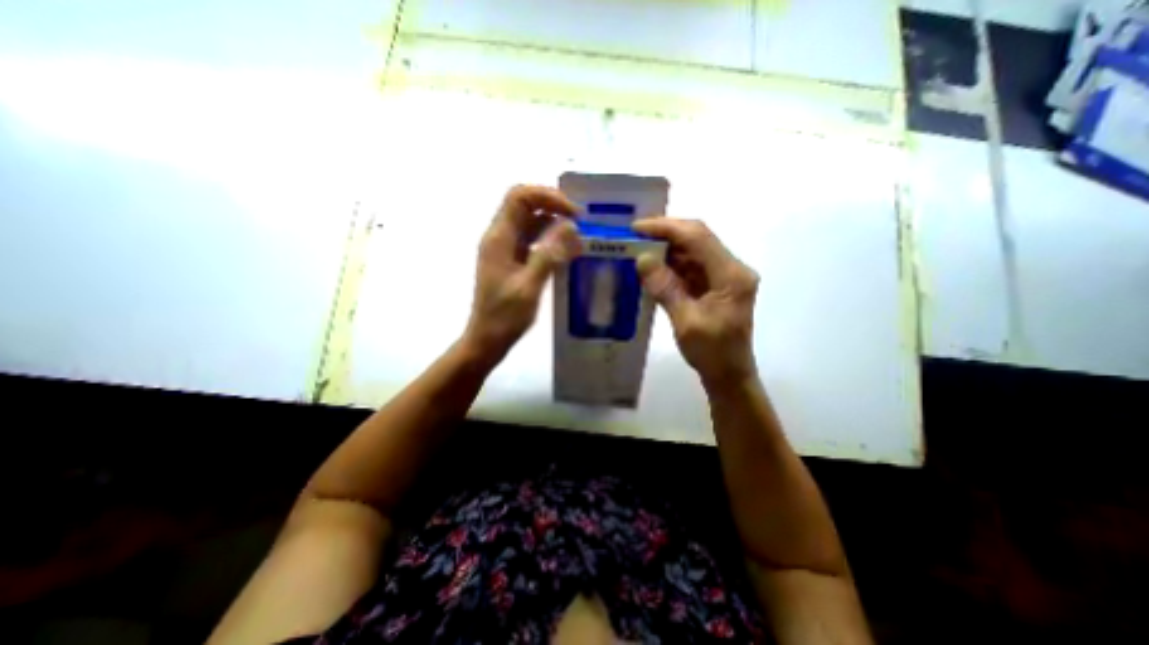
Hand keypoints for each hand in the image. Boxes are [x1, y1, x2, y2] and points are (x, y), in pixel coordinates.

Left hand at [462, 184, 579, 361]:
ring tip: (578, 239)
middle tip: (581, 224)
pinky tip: (567, 253)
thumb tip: (569, 226)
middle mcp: (500, 237)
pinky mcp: (511, 261)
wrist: (486, 340)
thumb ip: (548, 255)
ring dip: (554, 226)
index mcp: (499, 238)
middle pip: (525, 206)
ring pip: (530, 224)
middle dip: (554, 208)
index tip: (573, 213)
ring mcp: (505, 249)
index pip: (520, 197)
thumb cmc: (504, 317)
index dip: (547, 196)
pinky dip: (549, 242)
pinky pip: (532, 241)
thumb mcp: (529, 287)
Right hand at [632, 217, 760, 386]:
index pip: (698, 237)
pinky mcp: (715, 285)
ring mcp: (724, 276)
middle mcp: (731, 269)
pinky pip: (691, 266)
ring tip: (637, 251)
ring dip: (666, 250)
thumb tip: (643, 259)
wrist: (729, 374)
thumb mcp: (686, 323)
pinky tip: (652, 268)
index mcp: (731, 276)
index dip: (667, 228)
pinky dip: (670, 265)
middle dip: (664, 235)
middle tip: (633, 238)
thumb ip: (665, 289)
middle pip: (697, 239)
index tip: (637, 228)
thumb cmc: (712, 353)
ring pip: (692, 251)